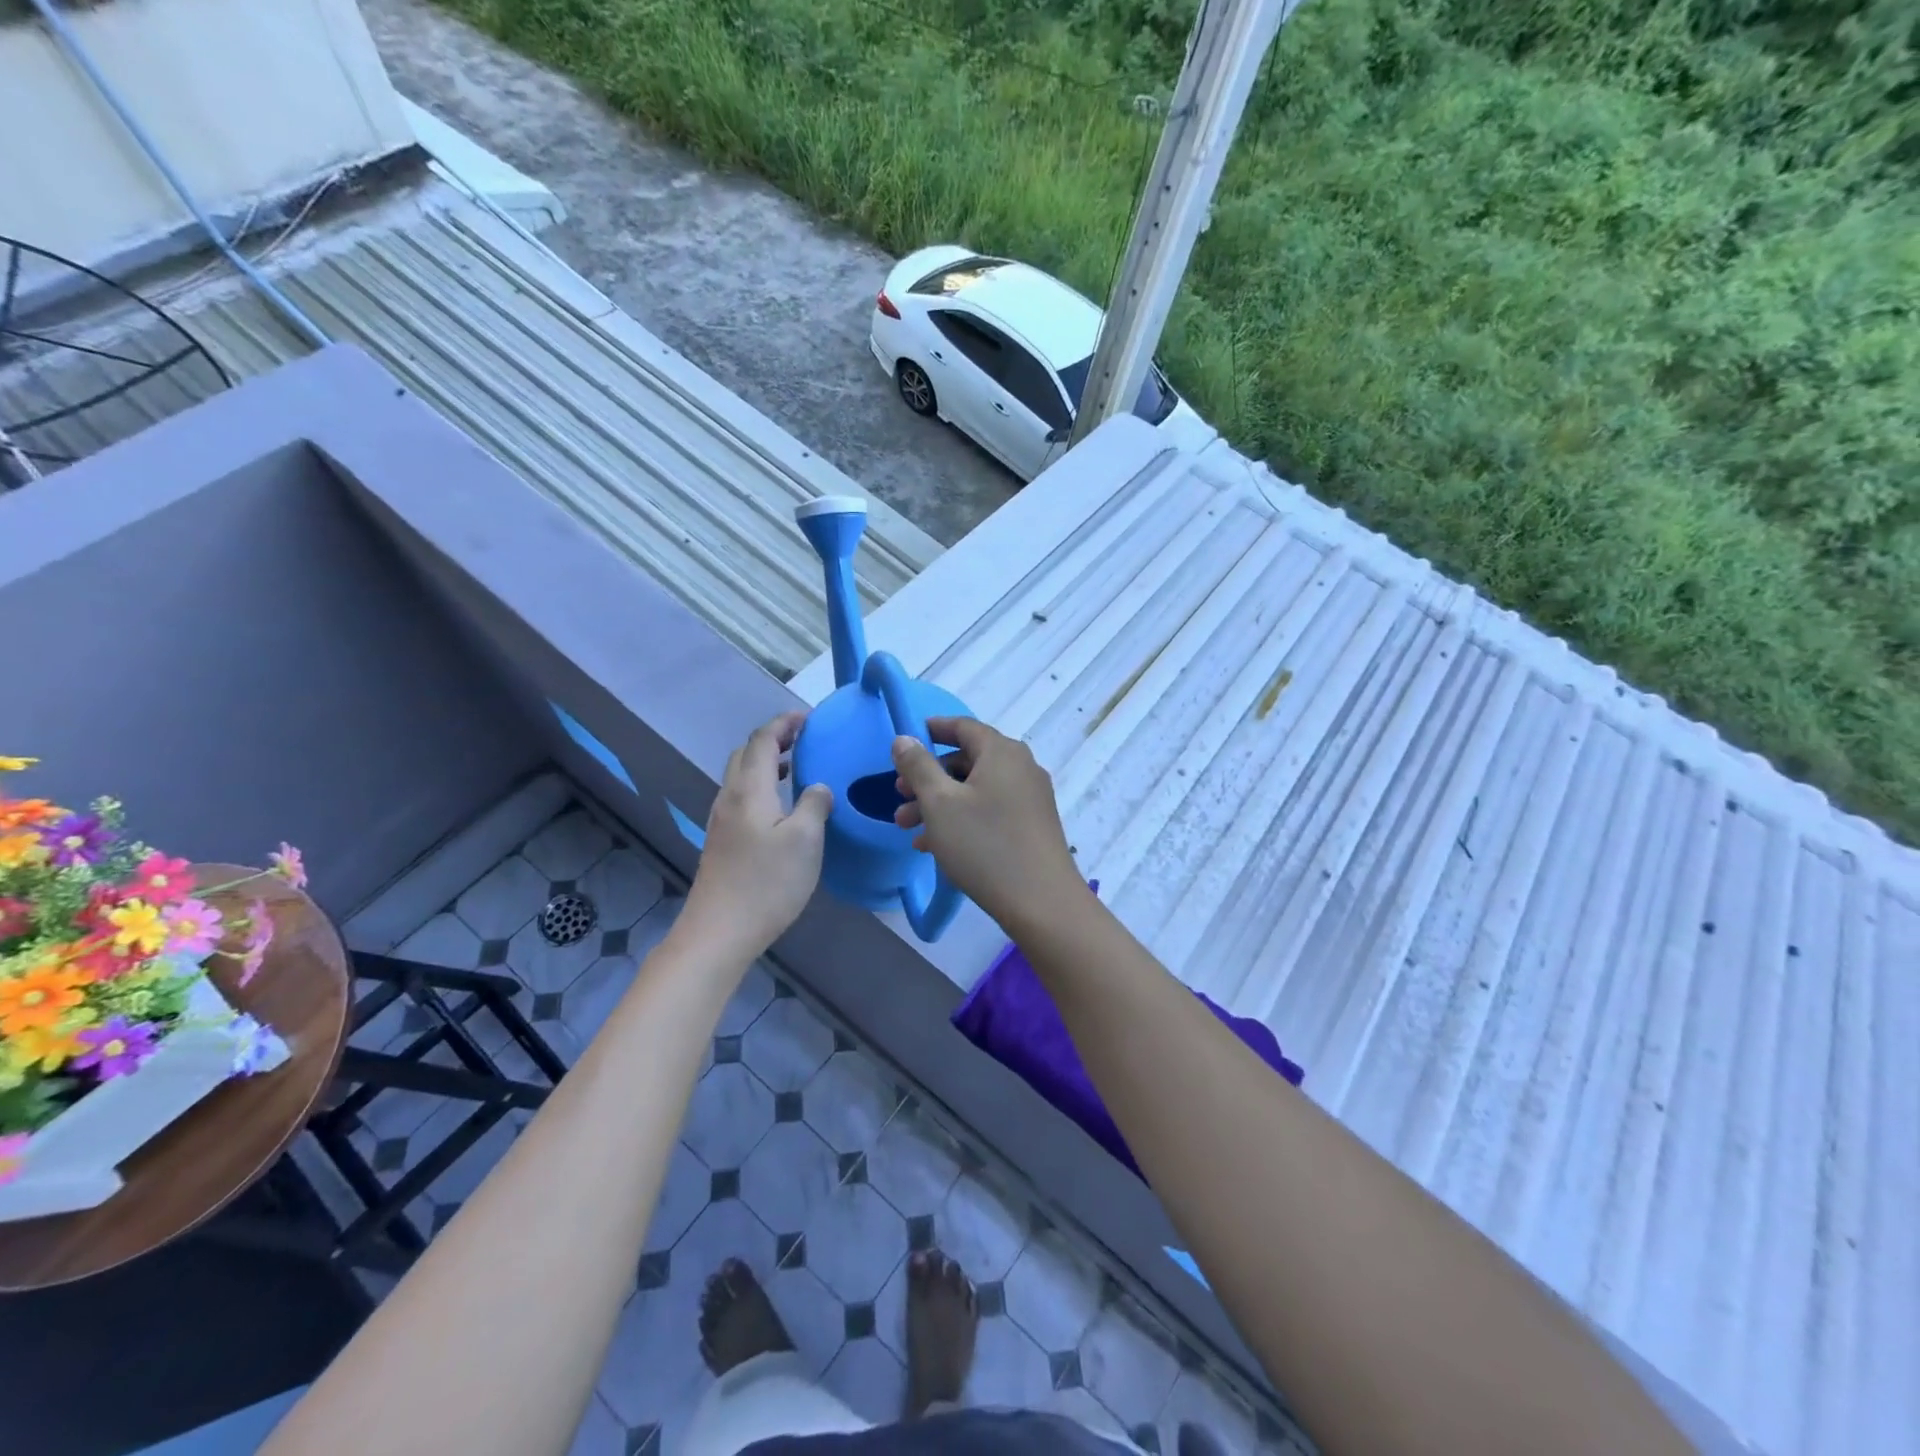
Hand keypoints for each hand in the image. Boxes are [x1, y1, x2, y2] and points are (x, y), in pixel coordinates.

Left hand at [682, 712, 833, 958]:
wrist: (720, 931)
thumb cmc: (767, 882)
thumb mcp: (805, 840)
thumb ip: (815, 804)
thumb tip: (817, 787)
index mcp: (749, 789)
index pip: (763, 740)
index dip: (784, 723)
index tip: (809, 718)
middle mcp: (730, 798)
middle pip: (746, 754)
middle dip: (773, 740)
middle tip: (804, 740)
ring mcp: (721, 821)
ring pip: (741, 777)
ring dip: (766, 764)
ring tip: (795, 769)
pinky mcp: (722, 842)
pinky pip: (741, 798)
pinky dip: (761, 786)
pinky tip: (780, 808)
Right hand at [890, 718, 1086, 931]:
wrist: (1041, 901)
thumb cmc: (984, 844)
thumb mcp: (940, 803)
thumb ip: (918, 766)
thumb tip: (904, 738)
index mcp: (1001, 752)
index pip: (962, 726)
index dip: (931, 730)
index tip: (904, 743)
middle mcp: (1020, 767)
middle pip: (967, 760)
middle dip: (927, 778)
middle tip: (898, 797)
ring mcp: (1030, 797)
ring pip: (975, 789)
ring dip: (939, 804)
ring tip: (907, 829)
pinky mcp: (1032, 825)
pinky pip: (990, 810)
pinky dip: (962, 819)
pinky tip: (934, 847)